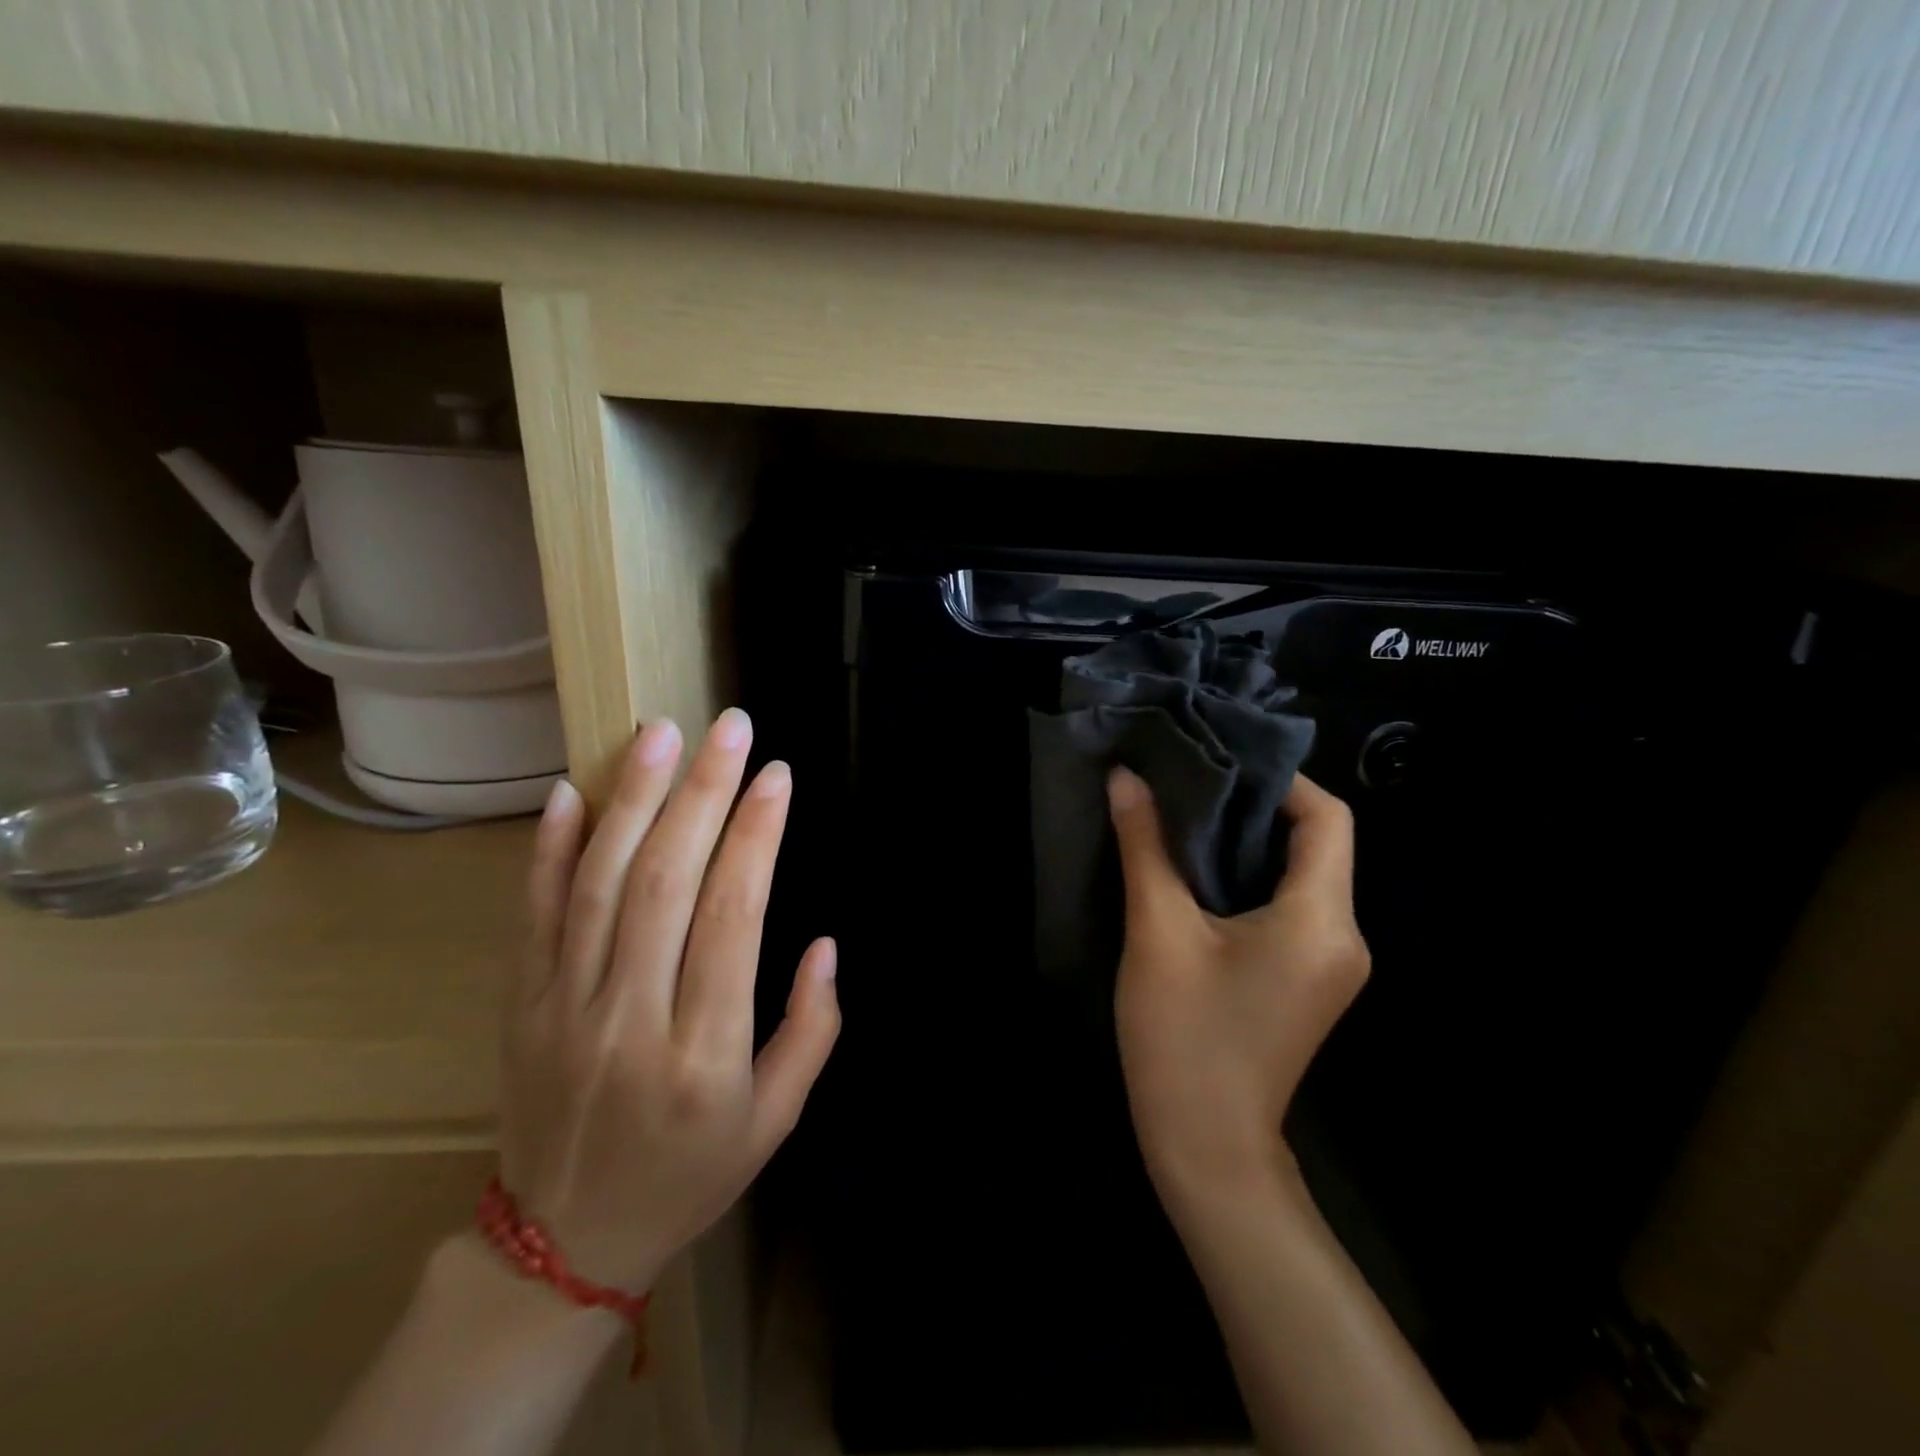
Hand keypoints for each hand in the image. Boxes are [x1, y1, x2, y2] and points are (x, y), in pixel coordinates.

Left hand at [497, 710, 840, 1293]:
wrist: (561, 1246)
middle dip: (704, 793)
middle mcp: (630, 1018)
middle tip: (731, 728)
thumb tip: (825, 944)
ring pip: (600, 883)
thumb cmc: (688, 1176)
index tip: (777, 777)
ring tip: (662, 735)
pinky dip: (550, 848)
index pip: (732, 916)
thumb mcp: (776, 1121)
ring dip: (633, 799)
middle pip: (666, 881)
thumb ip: (811, 1030)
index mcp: (702, 1052)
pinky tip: (573, 791)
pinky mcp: (520, 1004)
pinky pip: (534, 914)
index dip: (757, 836)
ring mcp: (564, 1007)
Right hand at [1108, 766, 1368, 1211]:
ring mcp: (1332, 964)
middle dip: (1257, 806)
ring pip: (1302, 876)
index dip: (1282, 779)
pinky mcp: (1309, 981)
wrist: (1205, 1147)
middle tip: (1191, 780)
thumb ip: (1145, 846)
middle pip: (1318, 844)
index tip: (1220, 761)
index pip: (1329, 819)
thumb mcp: (1158, 931)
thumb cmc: (1183, 1036)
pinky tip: (1199, 872)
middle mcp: (1345, 936)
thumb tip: (1127, 778)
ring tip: (1186, 816)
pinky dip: (1251, 879)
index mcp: (1322, 919)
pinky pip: (1292, 908)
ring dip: (1250, 843)